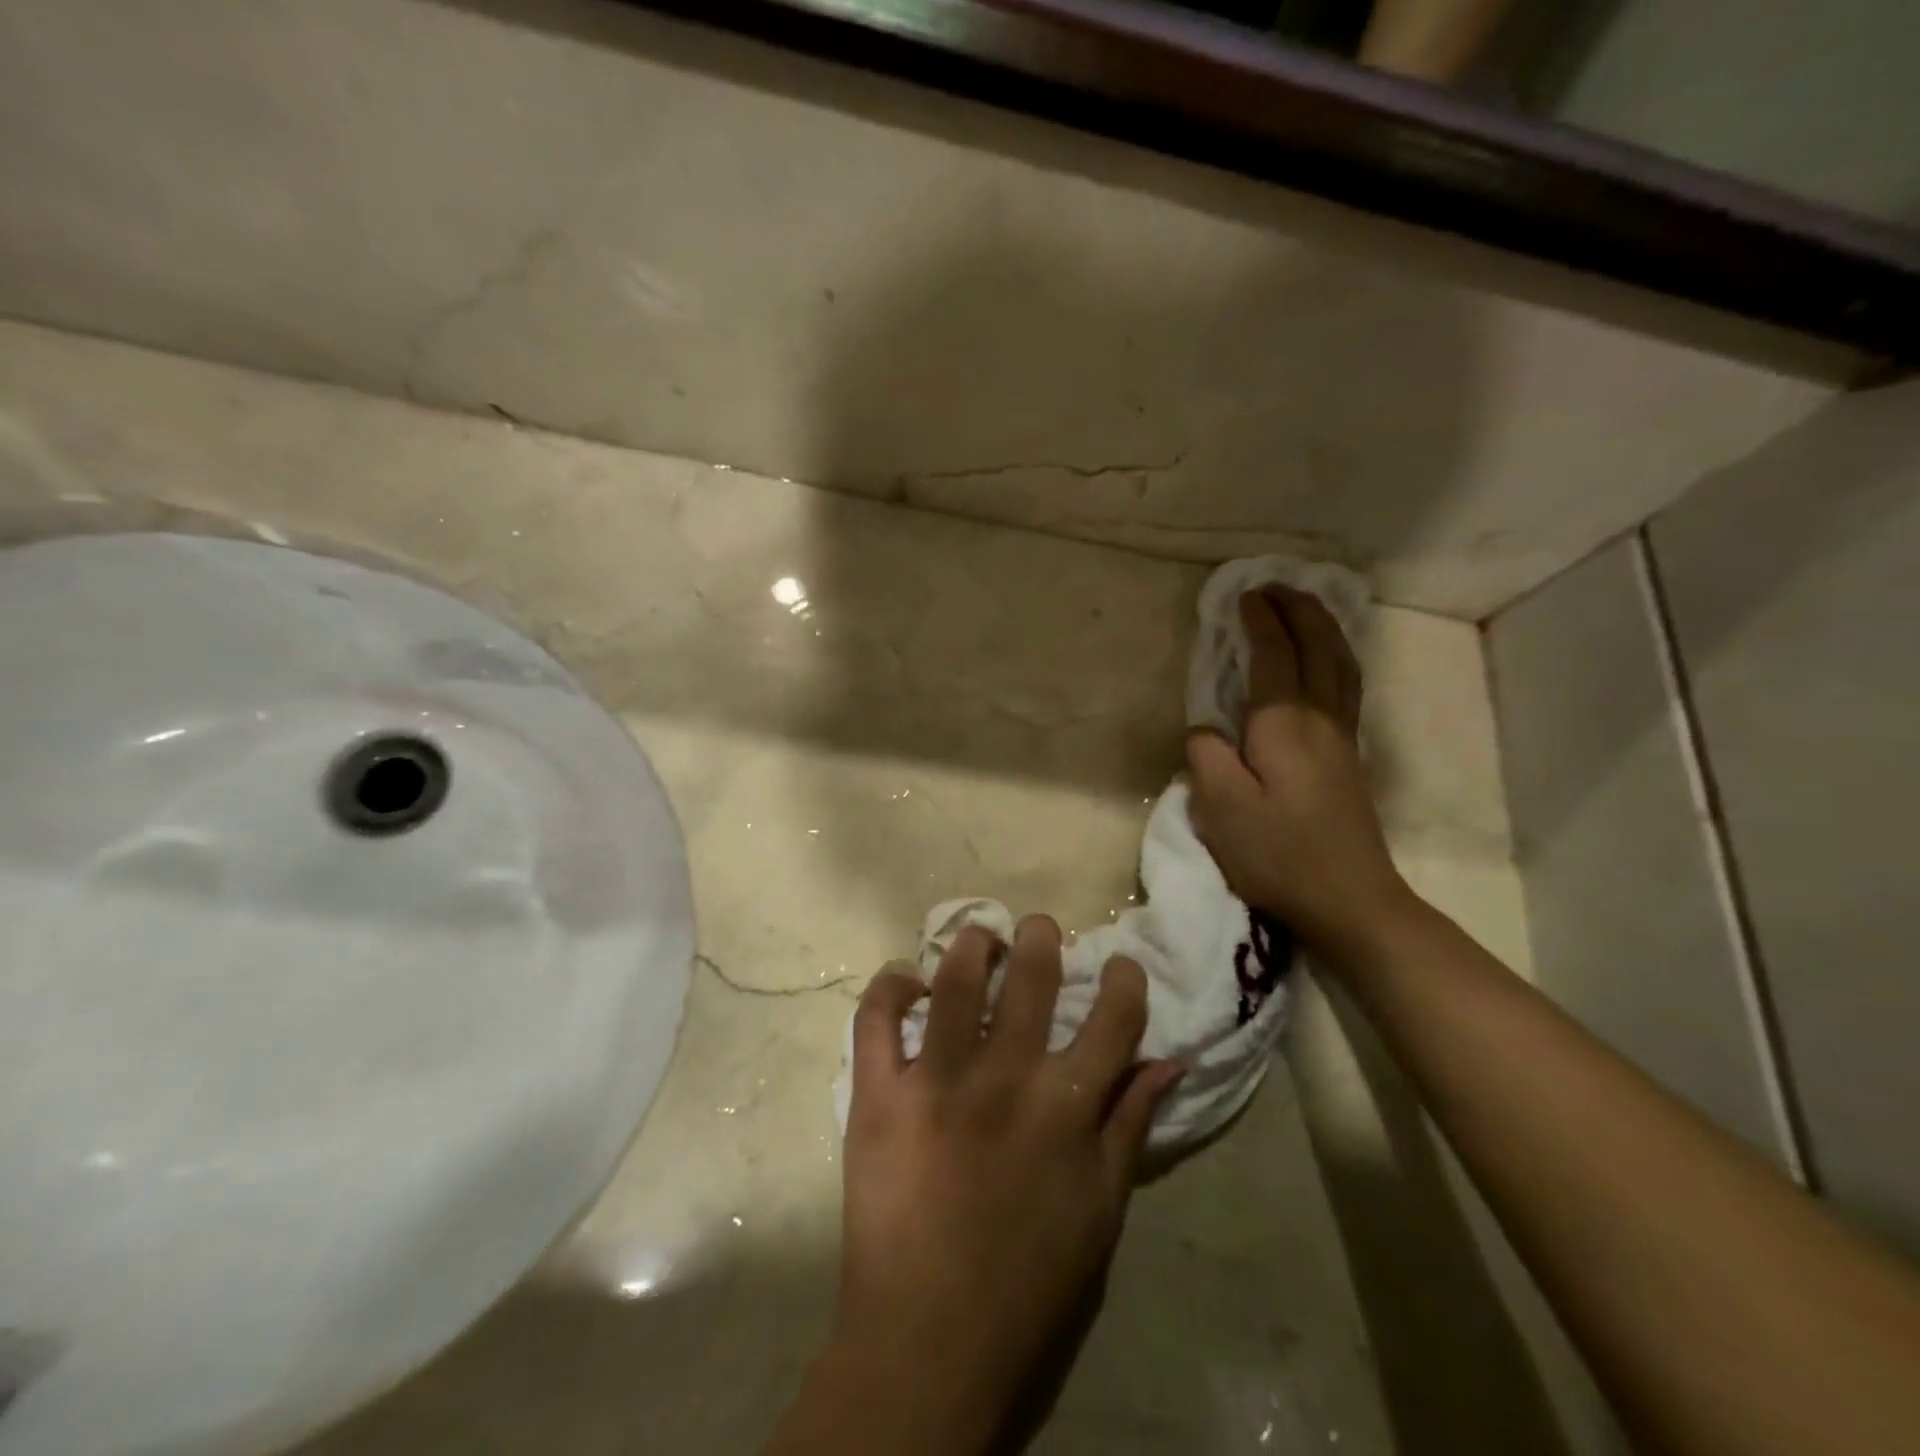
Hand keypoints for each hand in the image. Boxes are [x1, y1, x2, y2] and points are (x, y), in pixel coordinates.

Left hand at [816, 919, 1181, 1452]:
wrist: (929, 1340)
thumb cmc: (1030, 1281)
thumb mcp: (1101, 1208)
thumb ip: (1131, 1124)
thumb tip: (1168, 1060)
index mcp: (1069, 1106)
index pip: (1114, 1015)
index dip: (1122, 979)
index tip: (1116, 967)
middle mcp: (1008, 1077)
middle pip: (1033, 976)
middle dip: (1040, 937)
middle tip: (1035, 929)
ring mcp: (938, 1080)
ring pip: (958, 981)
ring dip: (970, 946)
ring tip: (977, 939)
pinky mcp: (880, 1094)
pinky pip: (877, 1019)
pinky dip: (890, 987)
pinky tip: (906, 982)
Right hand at [1186, 587, 1409, 955]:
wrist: (1349, 899)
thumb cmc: (1278, 854)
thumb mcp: (1221, 808)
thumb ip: (1206, 756)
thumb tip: (1205, 729)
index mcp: (1283, 724)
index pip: (1273, 656)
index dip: (1258, 622)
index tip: (1242, 596)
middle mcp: (1320, 719)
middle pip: (1318, 647)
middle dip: (1298, 610)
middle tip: (1275, 587)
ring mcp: (1342, 738)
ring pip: (1341, 664)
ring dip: (1323, 628)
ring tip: (1304, 609)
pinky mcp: (1349, 758)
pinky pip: (1347, 685)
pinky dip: (1335, 656)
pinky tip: (1326, 662)